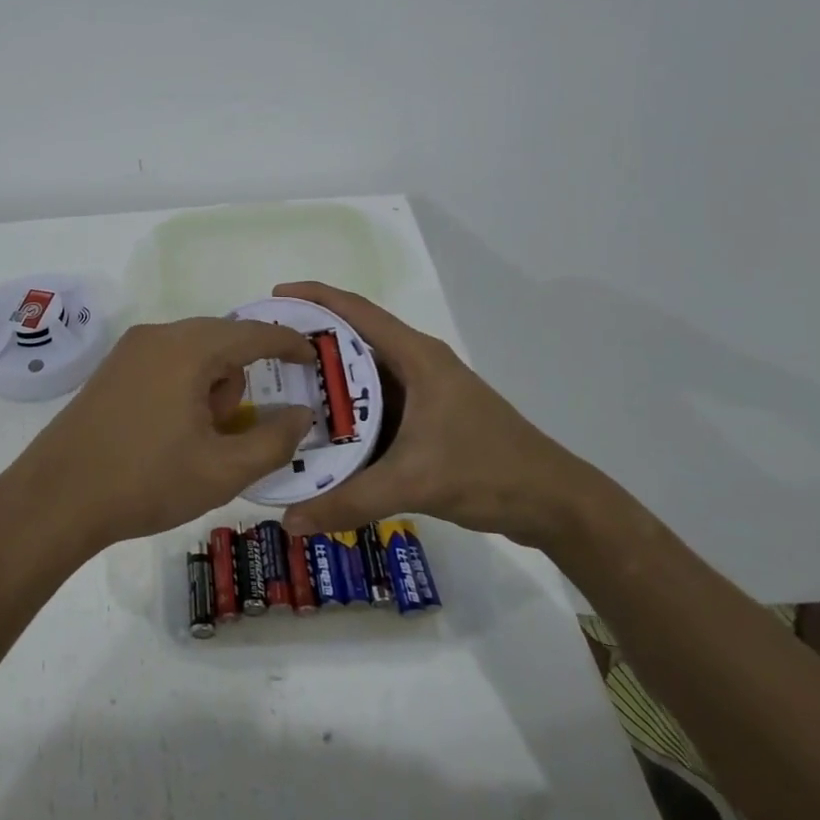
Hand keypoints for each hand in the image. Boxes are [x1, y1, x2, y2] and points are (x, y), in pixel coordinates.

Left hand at [0, 317, 317, 558]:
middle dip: (241, 378)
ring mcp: (129, 350)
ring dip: (210, 385)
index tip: (313, 358)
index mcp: (189, 348)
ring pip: (193, 352)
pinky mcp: (112, 369)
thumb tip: (300, 414)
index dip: (289, 344)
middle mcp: (159, 335)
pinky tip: (171, 431)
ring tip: (199, 438)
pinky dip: (184, 385)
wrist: (56, 498)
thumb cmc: (146, 482)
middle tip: (238, 426)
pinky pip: (166, 362)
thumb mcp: (223, 471)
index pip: (254, 333)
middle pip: (222, 340)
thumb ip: (274, 441)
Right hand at [272, 282, 599, 550]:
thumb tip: (288, 522)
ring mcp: (425, 392)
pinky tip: (322, 431)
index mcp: (417, 356)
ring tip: (281, 390)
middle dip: (311, 341)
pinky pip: (377, 404)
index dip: (314, 297)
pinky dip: (348, 411)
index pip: (356, 311)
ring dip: (328, 379)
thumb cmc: (487, 471)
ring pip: (365, 375)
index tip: (273, 298)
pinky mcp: (429, 418)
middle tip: (265, 354)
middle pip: (355, 339)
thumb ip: (350, 500)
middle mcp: (418, 364)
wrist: (554, 502)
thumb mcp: (414, 482)